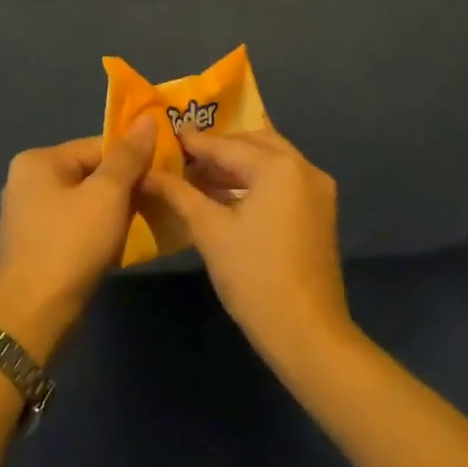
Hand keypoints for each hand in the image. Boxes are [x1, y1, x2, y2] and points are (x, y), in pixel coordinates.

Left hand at [0, 118, 156, 362]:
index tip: (165, 172)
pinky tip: (122, 243)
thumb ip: (128, 156)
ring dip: (116, 210)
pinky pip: (77, 224)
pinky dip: (100, 229)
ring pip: (86, 201)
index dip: (133, 158)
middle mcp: (27, 181)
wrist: (35, 314)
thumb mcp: (107, 195)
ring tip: (147, 220)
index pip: (97, 146)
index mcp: (38, 161)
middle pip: (91, 172)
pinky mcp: (37, 243)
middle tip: (161, 198)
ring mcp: (29, 214)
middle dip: (126, 186)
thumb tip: (148, 119)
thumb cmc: (71, 244)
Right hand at [142, 128, 356, 362]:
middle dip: (219, 148)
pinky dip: (256, 182)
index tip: (164, 134)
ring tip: (198, 175)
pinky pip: (283, 183)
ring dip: (238, 165)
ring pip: (272, 163)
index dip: (193, 142)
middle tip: (184, 156)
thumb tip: (148, 173)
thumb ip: (179, 194)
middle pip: (255, 144)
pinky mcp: (320, 213)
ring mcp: (318, 192)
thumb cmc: (253, 276)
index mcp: (279, 167)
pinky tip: (226, 196)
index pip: (227, 146)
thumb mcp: (210, 231)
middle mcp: (305, 169)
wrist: (306, 332)